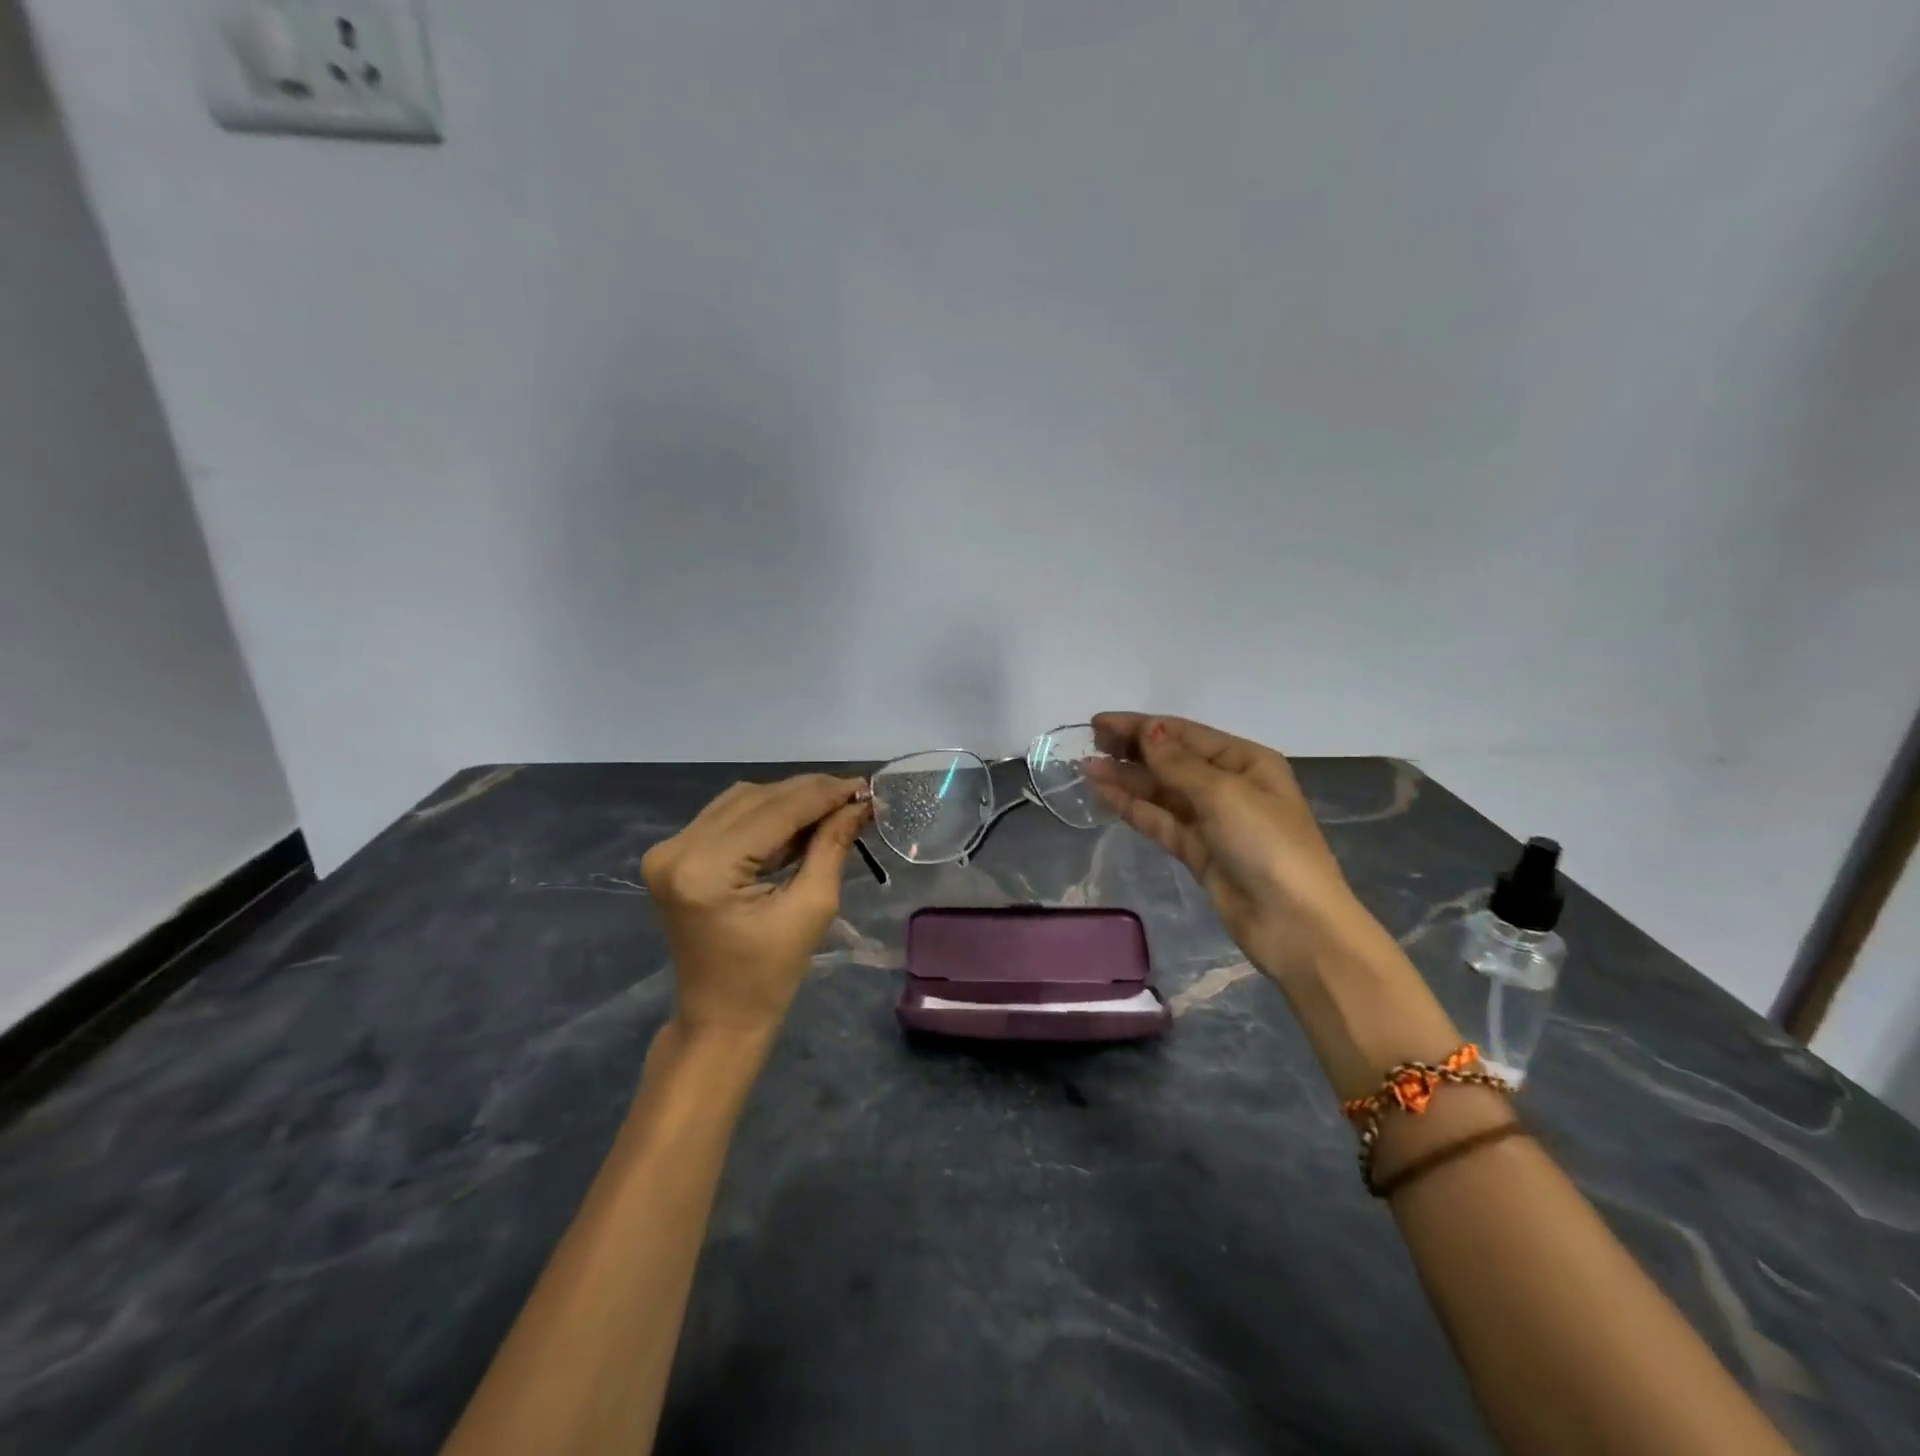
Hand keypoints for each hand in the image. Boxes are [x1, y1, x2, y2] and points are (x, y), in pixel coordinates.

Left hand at [641, 774, 870, 1036]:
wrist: (719, 1017)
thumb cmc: (770, 975)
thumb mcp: (812, 908)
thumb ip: (832, 846)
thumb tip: (859, 804)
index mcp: (706, 870)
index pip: (774, 812)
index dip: (823, 794)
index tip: (865, 786)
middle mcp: (677, 850)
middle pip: (755, 798)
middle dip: (809, 793)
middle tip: (855, 795)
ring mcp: (669, 850)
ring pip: (741, 800)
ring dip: (788, 800)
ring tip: (832, 807)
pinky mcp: (673, 855)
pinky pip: (727, 817)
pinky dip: (766, 814)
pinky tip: (800, 821)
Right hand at [1084, 713, 1368, 982]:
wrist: (1293, 923)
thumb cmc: (1267, 845)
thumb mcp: (1224, 794)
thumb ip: (1179, 763)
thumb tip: (1149, 730)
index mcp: (1246, 762)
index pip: (1185, 734)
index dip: (1142, 726)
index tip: (1099, 723)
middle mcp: (1228, 785)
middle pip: (1171, 760)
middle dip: (1132, 749)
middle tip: (1089, 743)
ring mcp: (1211, 820)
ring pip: (1161, 791)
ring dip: (1126, 778)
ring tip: (1086, 768)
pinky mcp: (1196, 851)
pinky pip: (1159, 820)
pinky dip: (1132, 807)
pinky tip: (1104, 795)